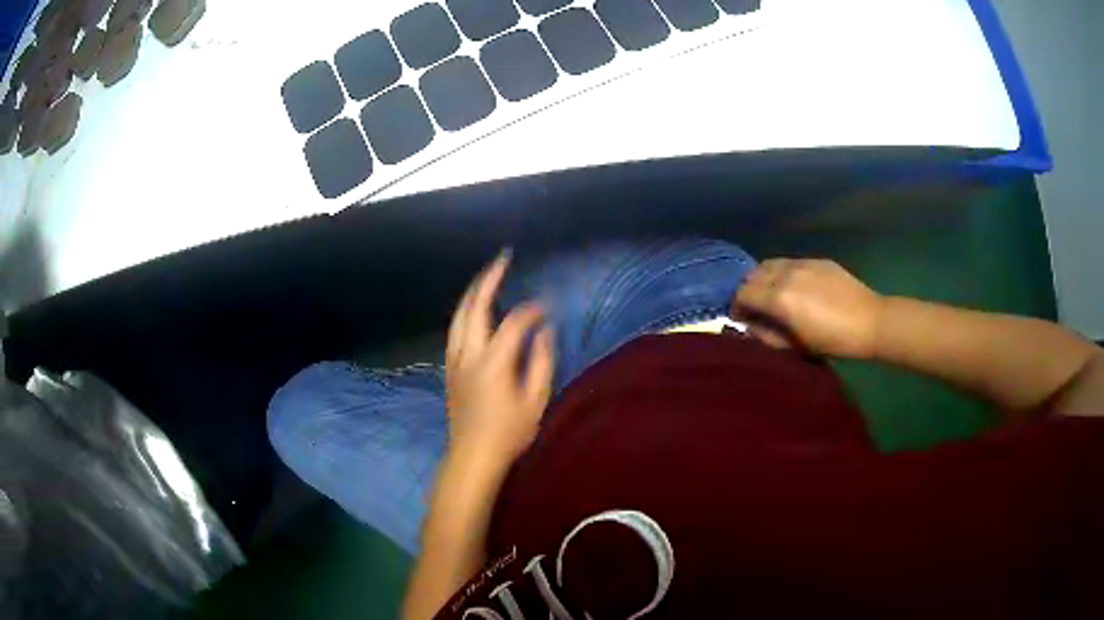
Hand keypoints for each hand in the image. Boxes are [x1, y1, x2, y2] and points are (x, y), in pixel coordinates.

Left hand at [445, 252, 554, 461]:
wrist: (473, 455)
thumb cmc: (509, 432)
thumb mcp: (535, 400)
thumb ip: (542, 361)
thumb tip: (545, 331)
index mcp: (493, 363)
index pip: (513, 323)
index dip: (531, 311)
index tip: (546, 307)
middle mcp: (469, 354)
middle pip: (475, 307)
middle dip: (489, 280)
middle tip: (502, 259)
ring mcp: (455, 360)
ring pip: (459, 316)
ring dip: (473, 293)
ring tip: (487, 277)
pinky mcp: (449, 368)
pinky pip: (455, 330)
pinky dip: (465, 312)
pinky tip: (473, 310)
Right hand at [733, 258, 884, 359]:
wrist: (871, 322)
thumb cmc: (833, 341)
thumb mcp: (796, 346)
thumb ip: (767, 336)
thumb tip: (750, 327)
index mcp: (779, 297)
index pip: (743, 293)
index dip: (737, 306)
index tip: (742, 319)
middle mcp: (786, 274)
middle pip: (753, 274)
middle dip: (749, 290)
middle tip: (757, 307)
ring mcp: (803, 263)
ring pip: (771, 264)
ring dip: (765, 278)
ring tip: (774, 295)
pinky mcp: (819, 260)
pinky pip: (792, 263)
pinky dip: (784, 273)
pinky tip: (798, 287)